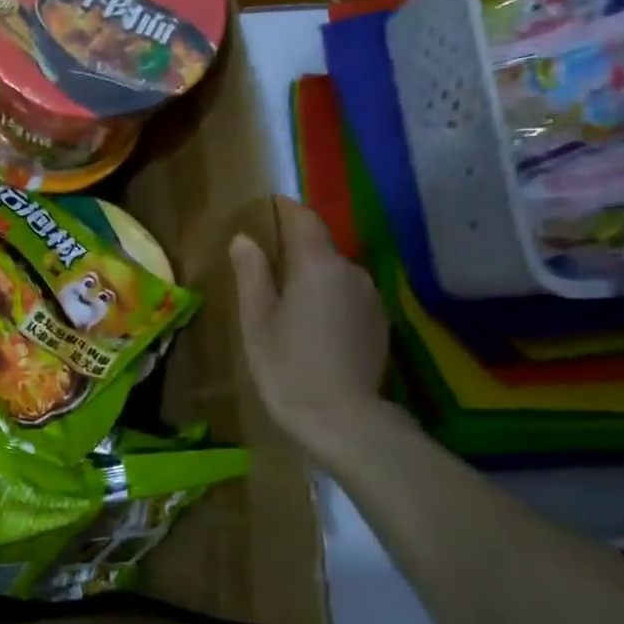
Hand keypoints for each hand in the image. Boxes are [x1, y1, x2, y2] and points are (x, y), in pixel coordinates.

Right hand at [230, 197, 390, 455]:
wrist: (342, 417)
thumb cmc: (287, 366)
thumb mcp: (256, 320)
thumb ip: (252, 274)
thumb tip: (244, 239)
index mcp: (317, 265)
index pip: (304, 221)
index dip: (286, 210)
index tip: (269, 206)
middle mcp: (351, 272)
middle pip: (320, 248)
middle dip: (295, 249)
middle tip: (265, 265)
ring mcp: (370, 297)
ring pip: (335, 273)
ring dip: (311, 277)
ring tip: (285, 300)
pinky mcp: (378, 322)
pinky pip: (347, 295)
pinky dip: (328, 298)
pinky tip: (311, 324)